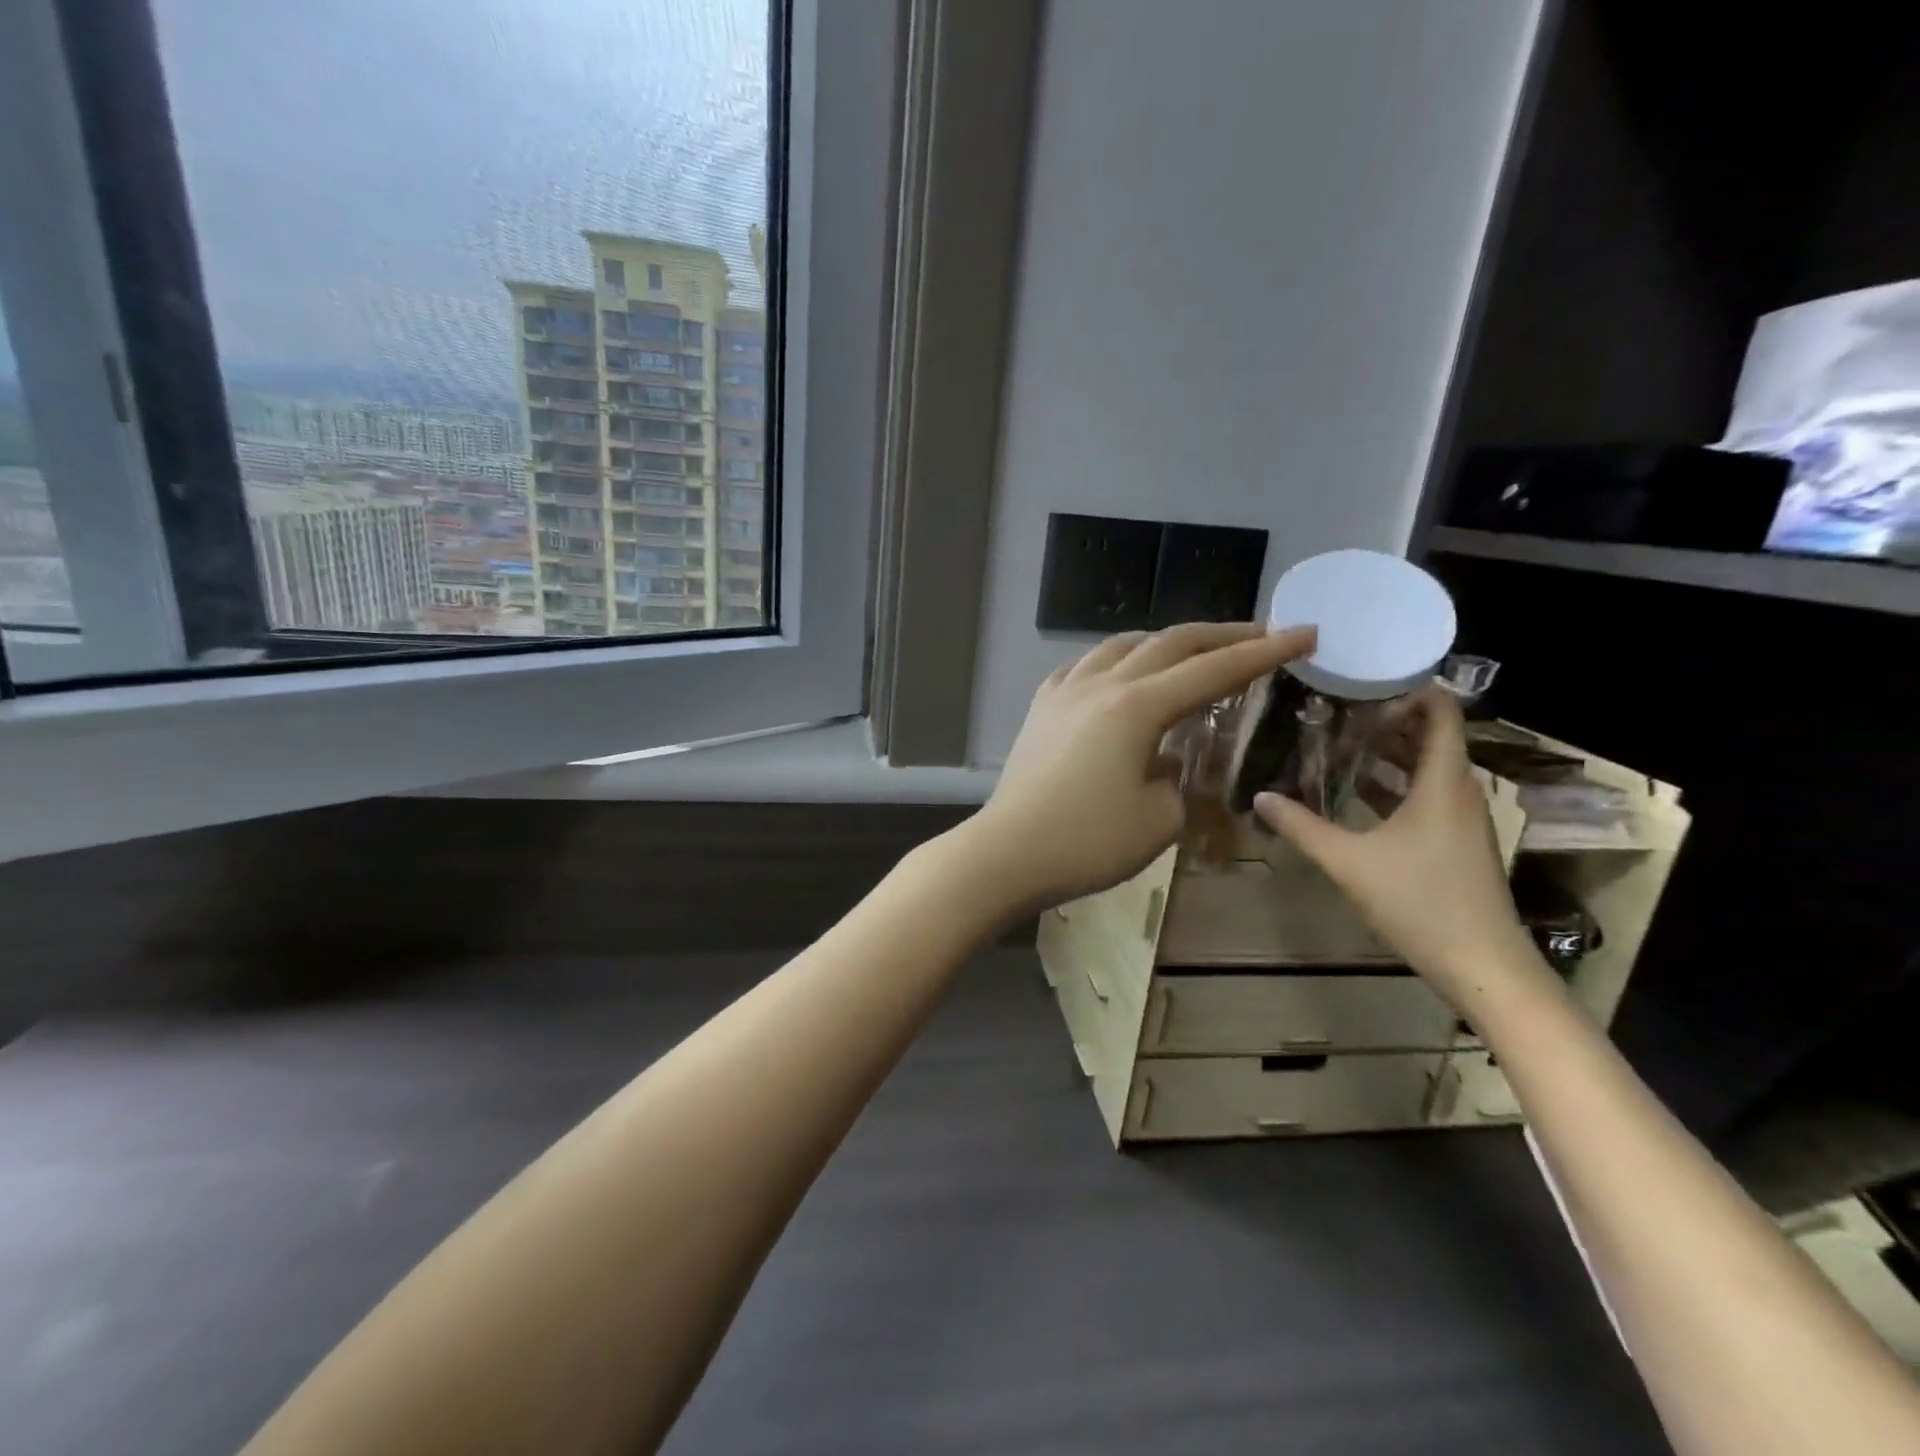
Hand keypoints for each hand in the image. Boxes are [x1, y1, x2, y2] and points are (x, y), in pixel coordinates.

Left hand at [963, 623, 1316, 914]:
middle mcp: (1102, 684)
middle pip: (1169, 643)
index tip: (1304, 634)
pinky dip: (1114, 660)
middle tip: (1260, 634)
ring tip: (1189, 652)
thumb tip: (1166, 756)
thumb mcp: (1159, 819)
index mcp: (1138, 707)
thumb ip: (1177, 778)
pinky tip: (1118, 673)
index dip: (1264, 652)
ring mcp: (1065, 692)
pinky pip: (1083, 666)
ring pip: (1121, 645)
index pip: (1214, 671)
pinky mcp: (1041, 708)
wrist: (1008, 853)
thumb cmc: (1088, 843)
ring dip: (1164, 641)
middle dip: (1221, 635)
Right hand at [1253, 686, 1540, 1006]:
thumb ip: (1302, 826)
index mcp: (1443, 782)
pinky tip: (1356, 793)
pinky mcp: (1456, 843)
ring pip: (1427, 768)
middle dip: (1388, 717)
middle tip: (1337, 707)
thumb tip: (1260, 795)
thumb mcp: (1348, 862)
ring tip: (1339, 742)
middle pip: (1431, 737)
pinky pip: (1426, 796)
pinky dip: (1395, 784)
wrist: (1482, 965)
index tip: (1366, 676)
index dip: (1411, 686)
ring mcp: (1461, 819)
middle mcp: (1458, 792)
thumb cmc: (1419, 901)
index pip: (1441, 712)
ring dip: (1388, 753)